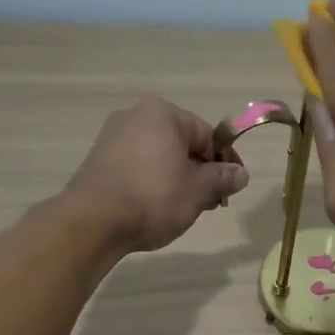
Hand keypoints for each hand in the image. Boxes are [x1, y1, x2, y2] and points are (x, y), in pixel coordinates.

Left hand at [64, 96, 248, 254]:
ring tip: (184, 210)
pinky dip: (152, 184)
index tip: (233, 188)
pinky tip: (156, 209)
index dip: (225, 162)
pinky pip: (137, 168)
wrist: (93, 222)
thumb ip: (223, 178)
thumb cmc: (154, 197)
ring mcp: (111, 138)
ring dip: (177, 180)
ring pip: (159, 157)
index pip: (207, 135)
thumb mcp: (199, 190)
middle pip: (182, 144)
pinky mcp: (97, 162)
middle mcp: (134, 116)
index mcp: (162, 113)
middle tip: (210, 203)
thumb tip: (240, 174)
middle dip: (200, 172)